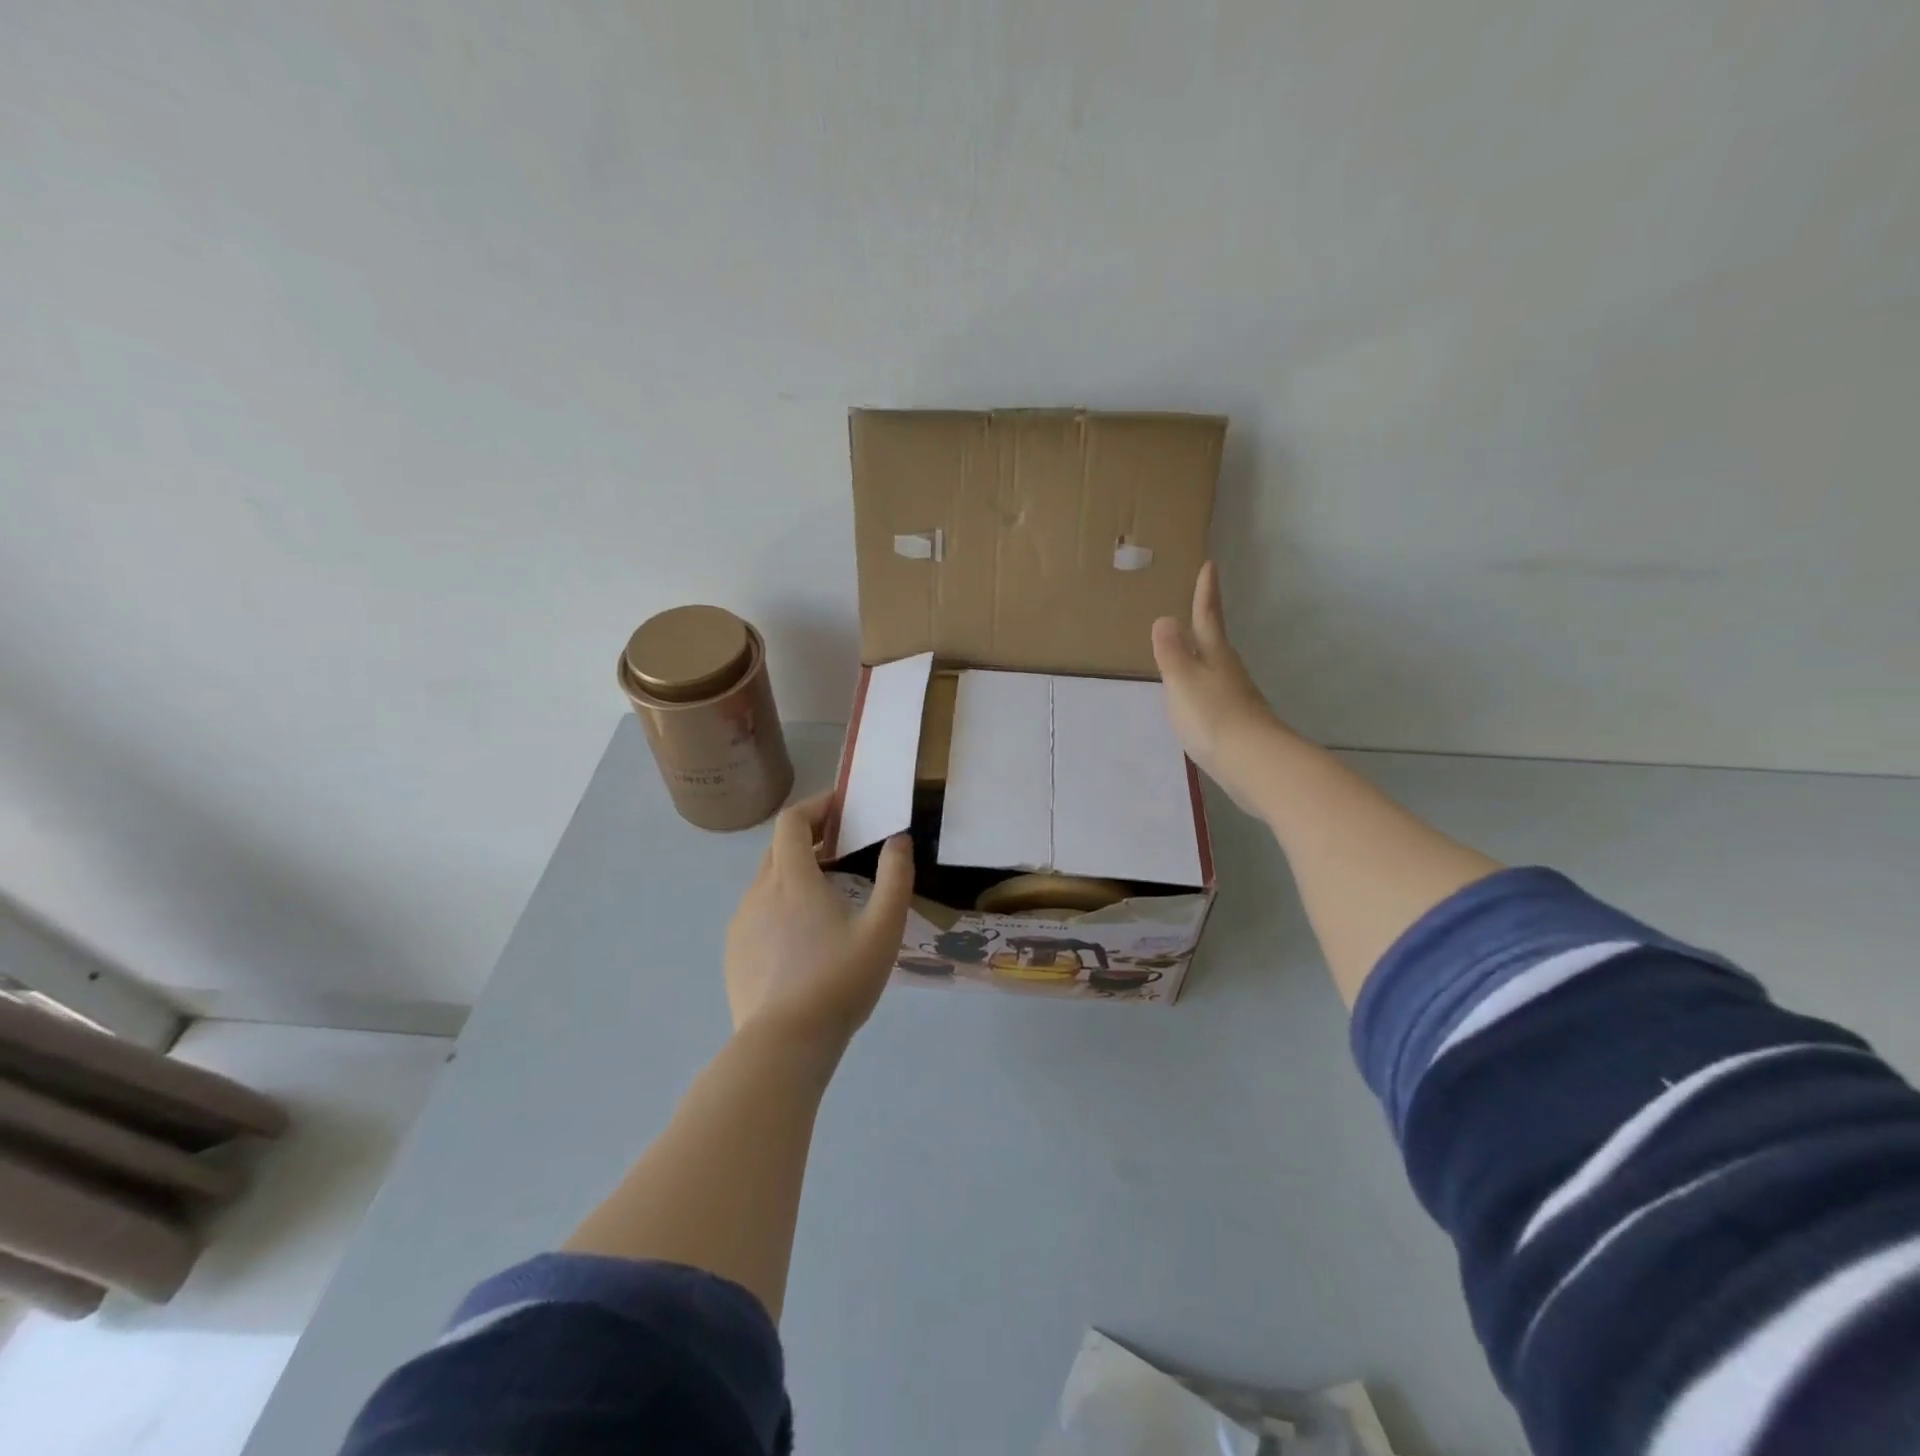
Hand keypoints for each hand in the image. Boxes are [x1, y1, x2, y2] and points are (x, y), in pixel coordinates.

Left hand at [724, 793, 915, 1054]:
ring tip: (827, 897)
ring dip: (794, 874)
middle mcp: (759, 892)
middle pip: (778, 848)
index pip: (792, 821)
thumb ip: (895, 878)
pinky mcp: (733, 953)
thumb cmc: (839, 981)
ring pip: (767, 883)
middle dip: (808, 837)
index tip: (841, 807)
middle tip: (841, 847)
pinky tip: (802, 940)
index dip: (816, 805)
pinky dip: (779, 907)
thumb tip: (899, 840)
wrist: (783, 1046)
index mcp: (792, 878)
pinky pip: (757, 914)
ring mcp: (740, 924)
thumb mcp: (883, 929)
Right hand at [1151, 561, 1289, 813]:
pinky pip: (1215, 697)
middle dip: (1206, 624)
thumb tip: (1165, 619)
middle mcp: (1229, 673)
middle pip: (1215, 643)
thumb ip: (1172, 653)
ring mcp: (1236, 699)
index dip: (1206, 593)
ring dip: (1204, 659)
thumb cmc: (1213, 717)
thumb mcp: (1183, 681)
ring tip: (1189, 654)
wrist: (1253, 764)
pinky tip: (1196, 703)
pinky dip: (1204, 690)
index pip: (1207, 618)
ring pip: (1216, 670)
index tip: (1210, 565)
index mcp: (1215, 657)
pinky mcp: (1237, 724)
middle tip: (1198, 607)